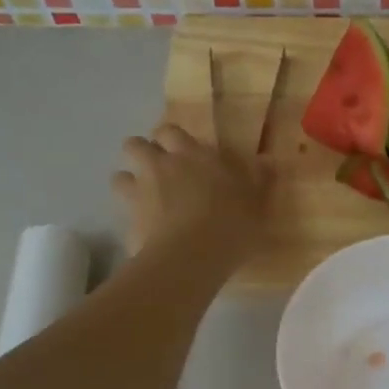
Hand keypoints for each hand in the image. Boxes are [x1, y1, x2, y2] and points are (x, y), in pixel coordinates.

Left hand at [112, 123, 269, 263]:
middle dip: (143, 154)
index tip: (182, 152)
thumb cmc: (231, 224)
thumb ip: (259, 179)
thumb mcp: (256, 203)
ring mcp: (139, 193)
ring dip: (129, 183)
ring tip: (145, 200)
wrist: (192, 257)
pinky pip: (122, 213)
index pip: (170, 131)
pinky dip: (131, 219)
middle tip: (160, 172)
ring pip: (119, 176)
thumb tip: (268, 160)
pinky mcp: (127, 221)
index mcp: (191, 155)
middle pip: (135, 145)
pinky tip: (146, 233)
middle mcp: (160, 166)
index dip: (171, 139)